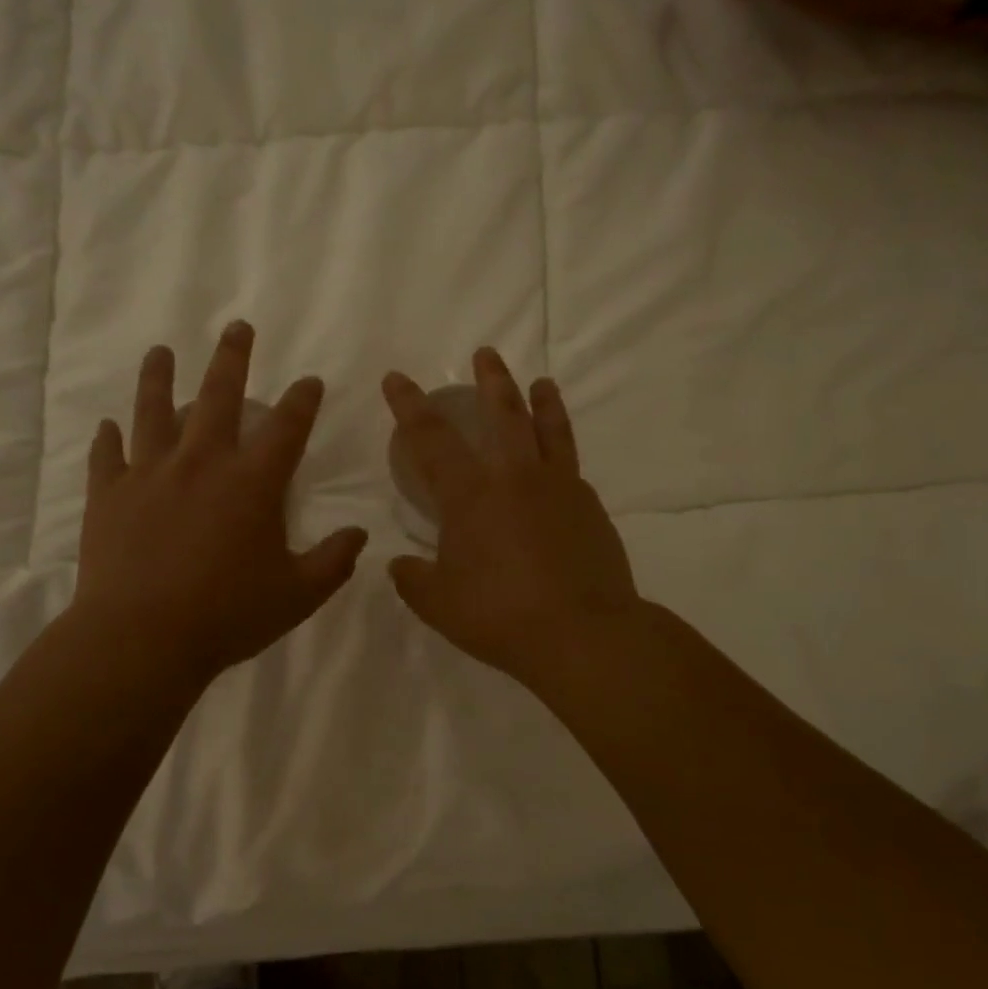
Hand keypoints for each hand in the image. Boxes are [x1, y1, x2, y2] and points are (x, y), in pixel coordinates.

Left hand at [74, 321, 368, 688]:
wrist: (142, 638)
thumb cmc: (227, 616)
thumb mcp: (297, 596)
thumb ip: (333, 561)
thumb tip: (360, 534)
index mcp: (252, 483)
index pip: (287, 427)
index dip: (303, 400)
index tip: (310, 381)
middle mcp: (202, 463)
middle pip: (219, 395)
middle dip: (232, 358)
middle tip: (237, 327)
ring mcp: (150, 473)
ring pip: (154, 410)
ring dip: (159, 377)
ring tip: (160, 351)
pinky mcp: (110, 494)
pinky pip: (108, 456)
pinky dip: (109, 439)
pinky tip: (108, 425)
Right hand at [384, 350, 640, 689]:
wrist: (583, 634)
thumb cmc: (500, 615)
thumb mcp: (439, 603)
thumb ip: (413, 579)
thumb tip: (400, 564)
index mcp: (470, 495)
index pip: (431, 438)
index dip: (409, 405)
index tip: (398, 379)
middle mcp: (515, 478)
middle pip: (502, 413)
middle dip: (490, 380)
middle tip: (485, 354)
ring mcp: (559, 488)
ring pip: (548, 430)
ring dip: (541, 401)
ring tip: (541, 382)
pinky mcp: (590, 507)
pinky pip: (570, 467)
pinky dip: (561, 454)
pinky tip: (558, 464)